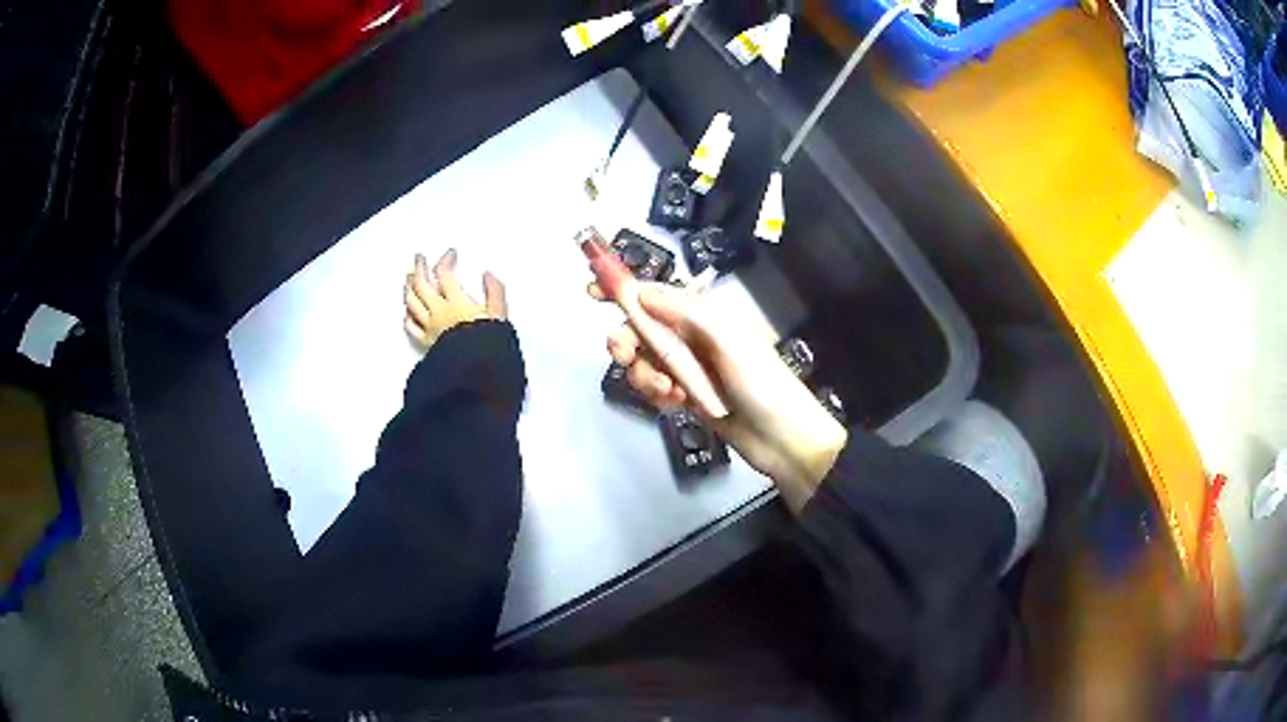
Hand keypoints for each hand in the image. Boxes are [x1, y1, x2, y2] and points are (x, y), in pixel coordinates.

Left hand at [405, 249, 506, 350]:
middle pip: (422, 284)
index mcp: (456, 302)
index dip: (445, 260)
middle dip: (419, 268)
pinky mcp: (426, 343)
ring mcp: (429, 327)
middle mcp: (438, 312)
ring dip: (409, 287)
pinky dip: (408, 314)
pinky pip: (411, 325)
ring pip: (412, 302)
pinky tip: (408, 311)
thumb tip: (488, 275)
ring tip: (409, 279)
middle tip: (419, 259)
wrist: (475, 372)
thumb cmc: (487, 345)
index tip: (450, 254)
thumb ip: (495, 292)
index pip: (445, 274)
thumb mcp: (500, 316)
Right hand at [592, 282, 847, 511]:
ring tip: (669, 392)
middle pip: (641, 330)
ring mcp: (689, 369)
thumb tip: (642, 290)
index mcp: (703, 317)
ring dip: (647, 376)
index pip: (655, 295)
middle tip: (624, 357)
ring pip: (645, 362)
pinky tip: (676, 404)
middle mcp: (692, 338)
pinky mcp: (687, 395)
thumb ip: (686, 312)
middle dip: (628, 343)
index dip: (624, 291)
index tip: (592, 293)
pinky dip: (658, 395)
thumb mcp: (728, 341)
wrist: (784, 440)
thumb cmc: (762, 385)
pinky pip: (656, 388)